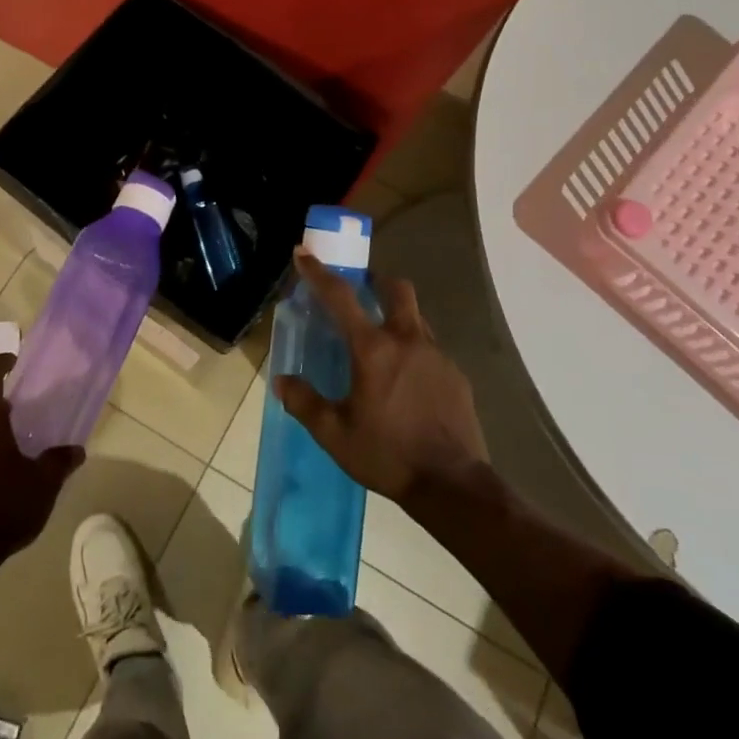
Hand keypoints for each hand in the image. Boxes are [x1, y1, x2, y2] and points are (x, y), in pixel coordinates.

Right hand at [274, 250, 490, 506]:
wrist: (452, 486)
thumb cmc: (387, 455)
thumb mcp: (334, 434)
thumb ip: (305, 403)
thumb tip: (282, 382)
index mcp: (373, 349)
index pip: (340, 298)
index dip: (318, 273)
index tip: (303, 253)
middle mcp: (407, 341)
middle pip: (397, 289)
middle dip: (378, 282)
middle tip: (362, 293)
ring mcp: (437, 355)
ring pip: (416, 318)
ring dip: (397, 318)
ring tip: (382, 347)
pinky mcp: (456, 376)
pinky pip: (431, 349)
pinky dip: (414, 352)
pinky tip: (408, 383)